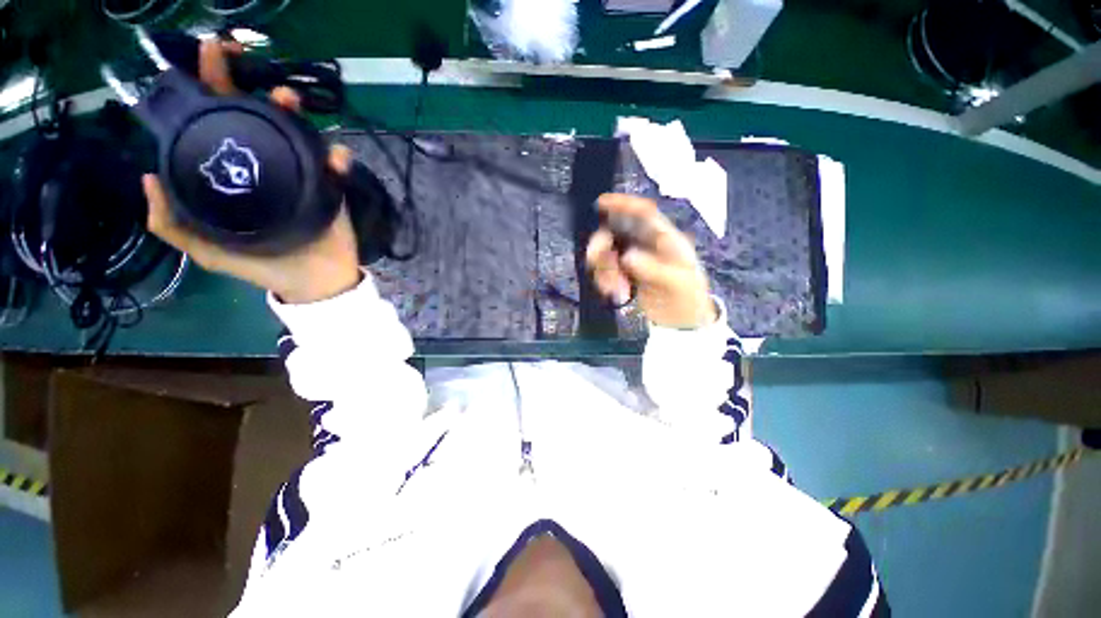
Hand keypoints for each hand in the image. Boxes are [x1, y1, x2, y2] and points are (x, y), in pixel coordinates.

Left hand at [143, 40, 361, 303]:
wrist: (315, 283)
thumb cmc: (262, 266)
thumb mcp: (208, 251)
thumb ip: (173, 225)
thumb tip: (148, 177)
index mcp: (233, 175)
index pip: (217, 125)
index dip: (212, 89)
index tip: (210, 57)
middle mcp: (265, 167)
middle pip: (261, 120)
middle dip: (256, 91)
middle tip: (248, 65)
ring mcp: (301, 176)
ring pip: (299, 135)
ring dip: (295, 115)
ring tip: (290, 102)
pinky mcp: (331, 188)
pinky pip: (335, 167)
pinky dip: (336, 159)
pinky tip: (336, 157)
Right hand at [585, 194, 716, 328]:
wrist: (682, 321)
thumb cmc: (687, 297)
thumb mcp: (677, 283)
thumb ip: (653, 269)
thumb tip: (627, 256)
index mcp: (664, 239)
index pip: (644, 213)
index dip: (623, 204)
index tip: (600, 203)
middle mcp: (645, 245)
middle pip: (615, 233)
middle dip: (601, 247)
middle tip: (596, 262)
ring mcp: (633, 261)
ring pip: (606, 254)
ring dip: (603, 271)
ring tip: (615, 290)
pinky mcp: (624, 276)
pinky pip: (605, 272)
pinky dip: (604, 282)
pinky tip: (616, 295)